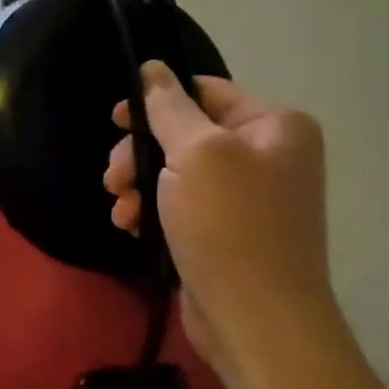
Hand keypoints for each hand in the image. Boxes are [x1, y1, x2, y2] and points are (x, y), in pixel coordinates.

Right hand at [105, 62, 332, 364]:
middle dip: (141, 154)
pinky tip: (131, 227)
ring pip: (175, 172)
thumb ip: (169, 107)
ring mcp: (247, 197)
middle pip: (184, 134)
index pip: (206, 92)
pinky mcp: (225, 232)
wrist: (255, 320)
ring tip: (121, 209)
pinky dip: (151, 212)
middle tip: (113, 177)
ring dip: (139, 186)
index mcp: (275, 126)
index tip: (116, 120)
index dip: (157, 100)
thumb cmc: (229, 225)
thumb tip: (153, 67)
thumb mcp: (196, 153)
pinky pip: (179, 205)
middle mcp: (267, 156)